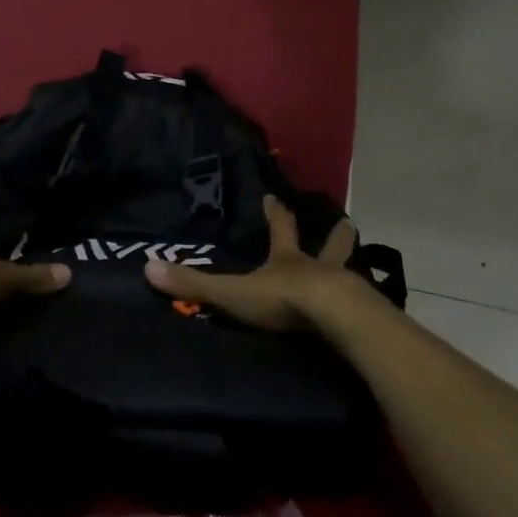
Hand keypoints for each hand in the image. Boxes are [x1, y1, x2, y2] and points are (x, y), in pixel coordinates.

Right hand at [143, 194, 373, 331]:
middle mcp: (318, 268)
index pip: (280, 229)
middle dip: (335, 236)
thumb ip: (194, 284)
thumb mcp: (233, 292)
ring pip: (349, 272)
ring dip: (352, 267)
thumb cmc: (283, 299)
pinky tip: (368, 313)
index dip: (275, 214)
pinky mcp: (361, 314)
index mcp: (287, 260)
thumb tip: (148, 267)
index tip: (274, 197)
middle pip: (329, 246)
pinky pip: (362, 307)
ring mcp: (345, 289)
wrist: (334, 319)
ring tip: (363, 267)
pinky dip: (363, 306)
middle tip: (346, 223)